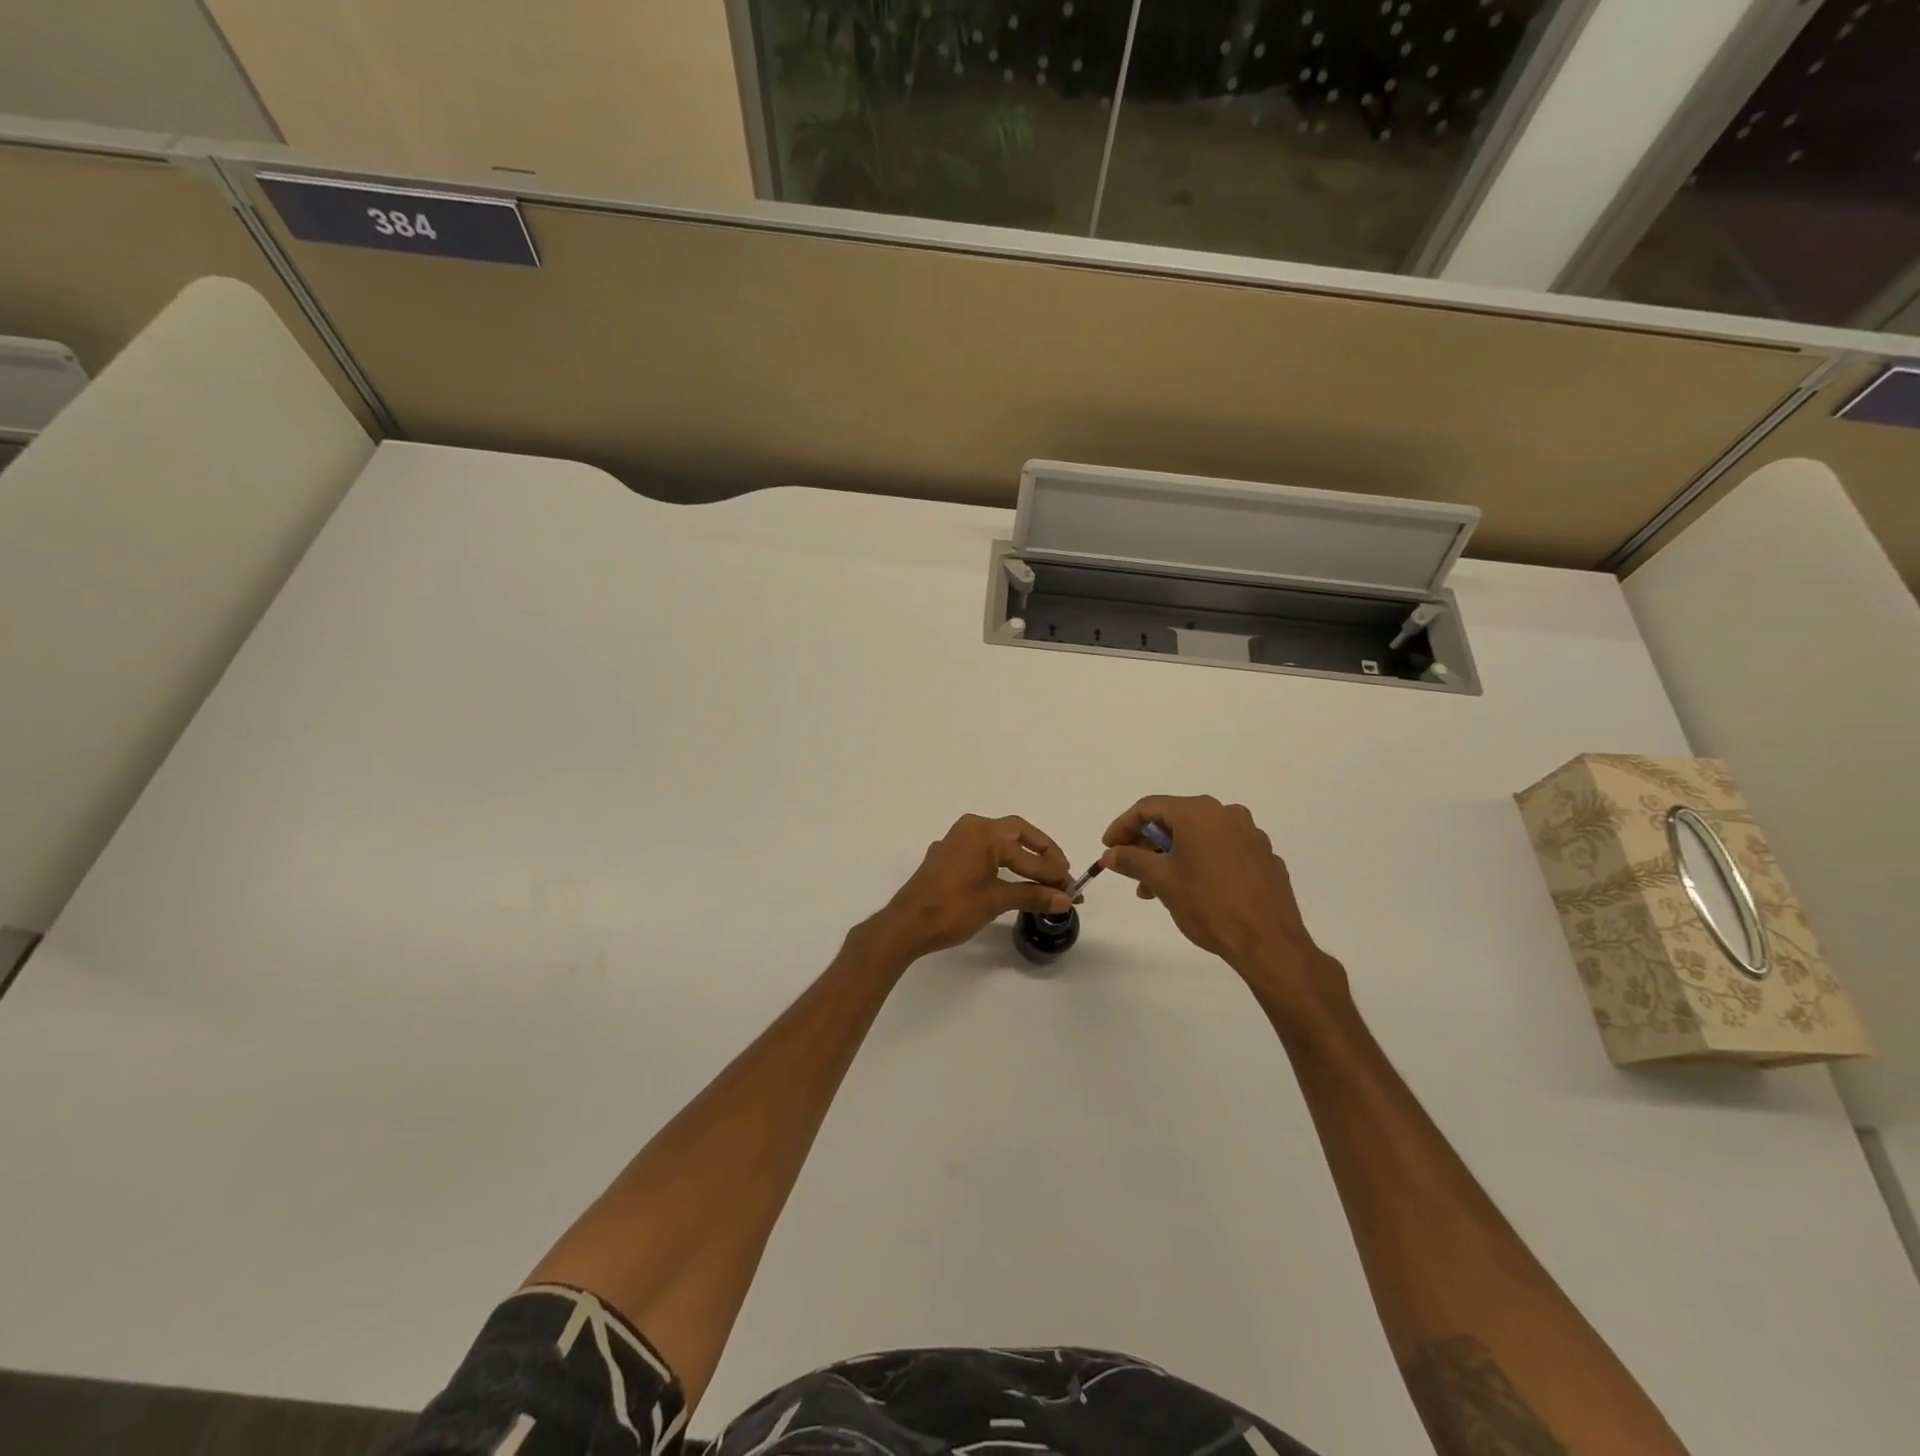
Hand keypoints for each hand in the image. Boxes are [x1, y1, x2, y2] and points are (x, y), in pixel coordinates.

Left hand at [870, 815, 1073, 962]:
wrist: (906, 925)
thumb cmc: (952, 909)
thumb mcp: (996, 901)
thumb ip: (1033, 896)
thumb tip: (1065, 898)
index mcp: (983, 833)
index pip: (1028, 852)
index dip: (1053, 872)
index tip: (1073, 889)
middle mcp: (970, 829)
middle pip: (1016, 833)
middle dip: (1042, 853)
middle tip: (1061, 873)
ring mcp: (956, 841)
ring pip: (999, 842)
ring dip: (1023, 857)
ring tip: (1044, 878)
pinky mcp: (947, 857)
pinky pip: (983, 852)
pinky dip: (1003, 862)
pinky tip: (1013, 879)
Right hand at [1100, 796, 1346, 1014]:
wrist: (1268, 942)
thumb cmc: (1208, 904)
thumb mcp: (1161, 880)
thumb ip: (1131, 860)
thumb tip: (1110, 854)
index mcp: (1199, 812)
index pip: (1149, 807)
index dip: (1123, 826)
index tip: (1108, 849)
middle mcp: (1227, 814)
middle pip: (1175, 819)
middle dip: (1147, 844)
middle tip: (1130, 868)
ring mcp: (1251, 836)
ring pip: (1200, 837)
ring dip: (1172, 856)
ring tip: (1156, 889)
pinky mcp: (1264, 859)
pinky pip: (1223, 851)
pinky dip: (1201, 863)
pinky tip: (1193, 891)